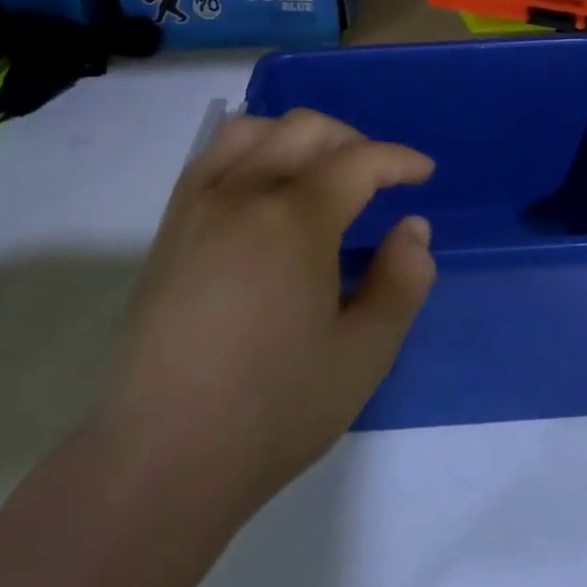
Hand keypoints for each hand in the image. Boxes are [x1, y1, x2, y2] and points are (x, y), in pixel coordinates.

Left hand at [100, 109, 436, 512]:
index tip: (423, 172)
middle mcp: (243, 194)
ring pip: (252, 131)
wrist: (163, 457)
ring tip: (320, 171)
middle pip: (304, 129)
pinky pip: (212, 158)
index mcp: (295, 220)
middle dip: (353, 139)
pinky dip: (250, 150)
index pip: (358, 162)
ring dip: (297, 136)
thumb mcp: (364, 355)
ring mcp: (198, 207)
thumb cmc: (274, 410)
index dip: (399, 160)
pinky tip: (263, 187)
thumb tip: (413, 229)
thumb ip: (401, 282)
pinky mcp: (170, 228)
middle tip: (379, 175)